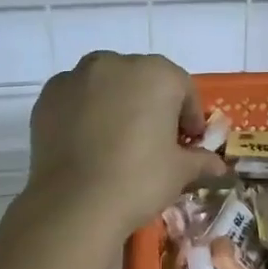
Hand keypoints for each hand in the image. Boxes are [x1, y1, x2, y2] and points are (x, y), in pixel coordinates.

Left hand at [25, 52, 225, 237]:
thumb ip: (200, 161)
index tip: (190, 142)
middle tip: (155, 140)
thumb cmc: (139, 180)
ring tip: (118, 140)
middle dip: (152, 104)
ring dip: (117, 103)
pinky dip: (85, 112)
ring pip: (106, 84)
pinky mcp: (48, 97)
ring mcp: (76, 77)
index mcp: (156, 74)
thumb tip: (219, 167)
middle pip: (142, 79)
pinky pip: (76, 98)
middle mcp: (115, 64)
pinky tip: (89, 143)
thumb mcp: (179, 172)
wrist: (75, 204)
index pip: (183, 88)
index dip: (190, 116)